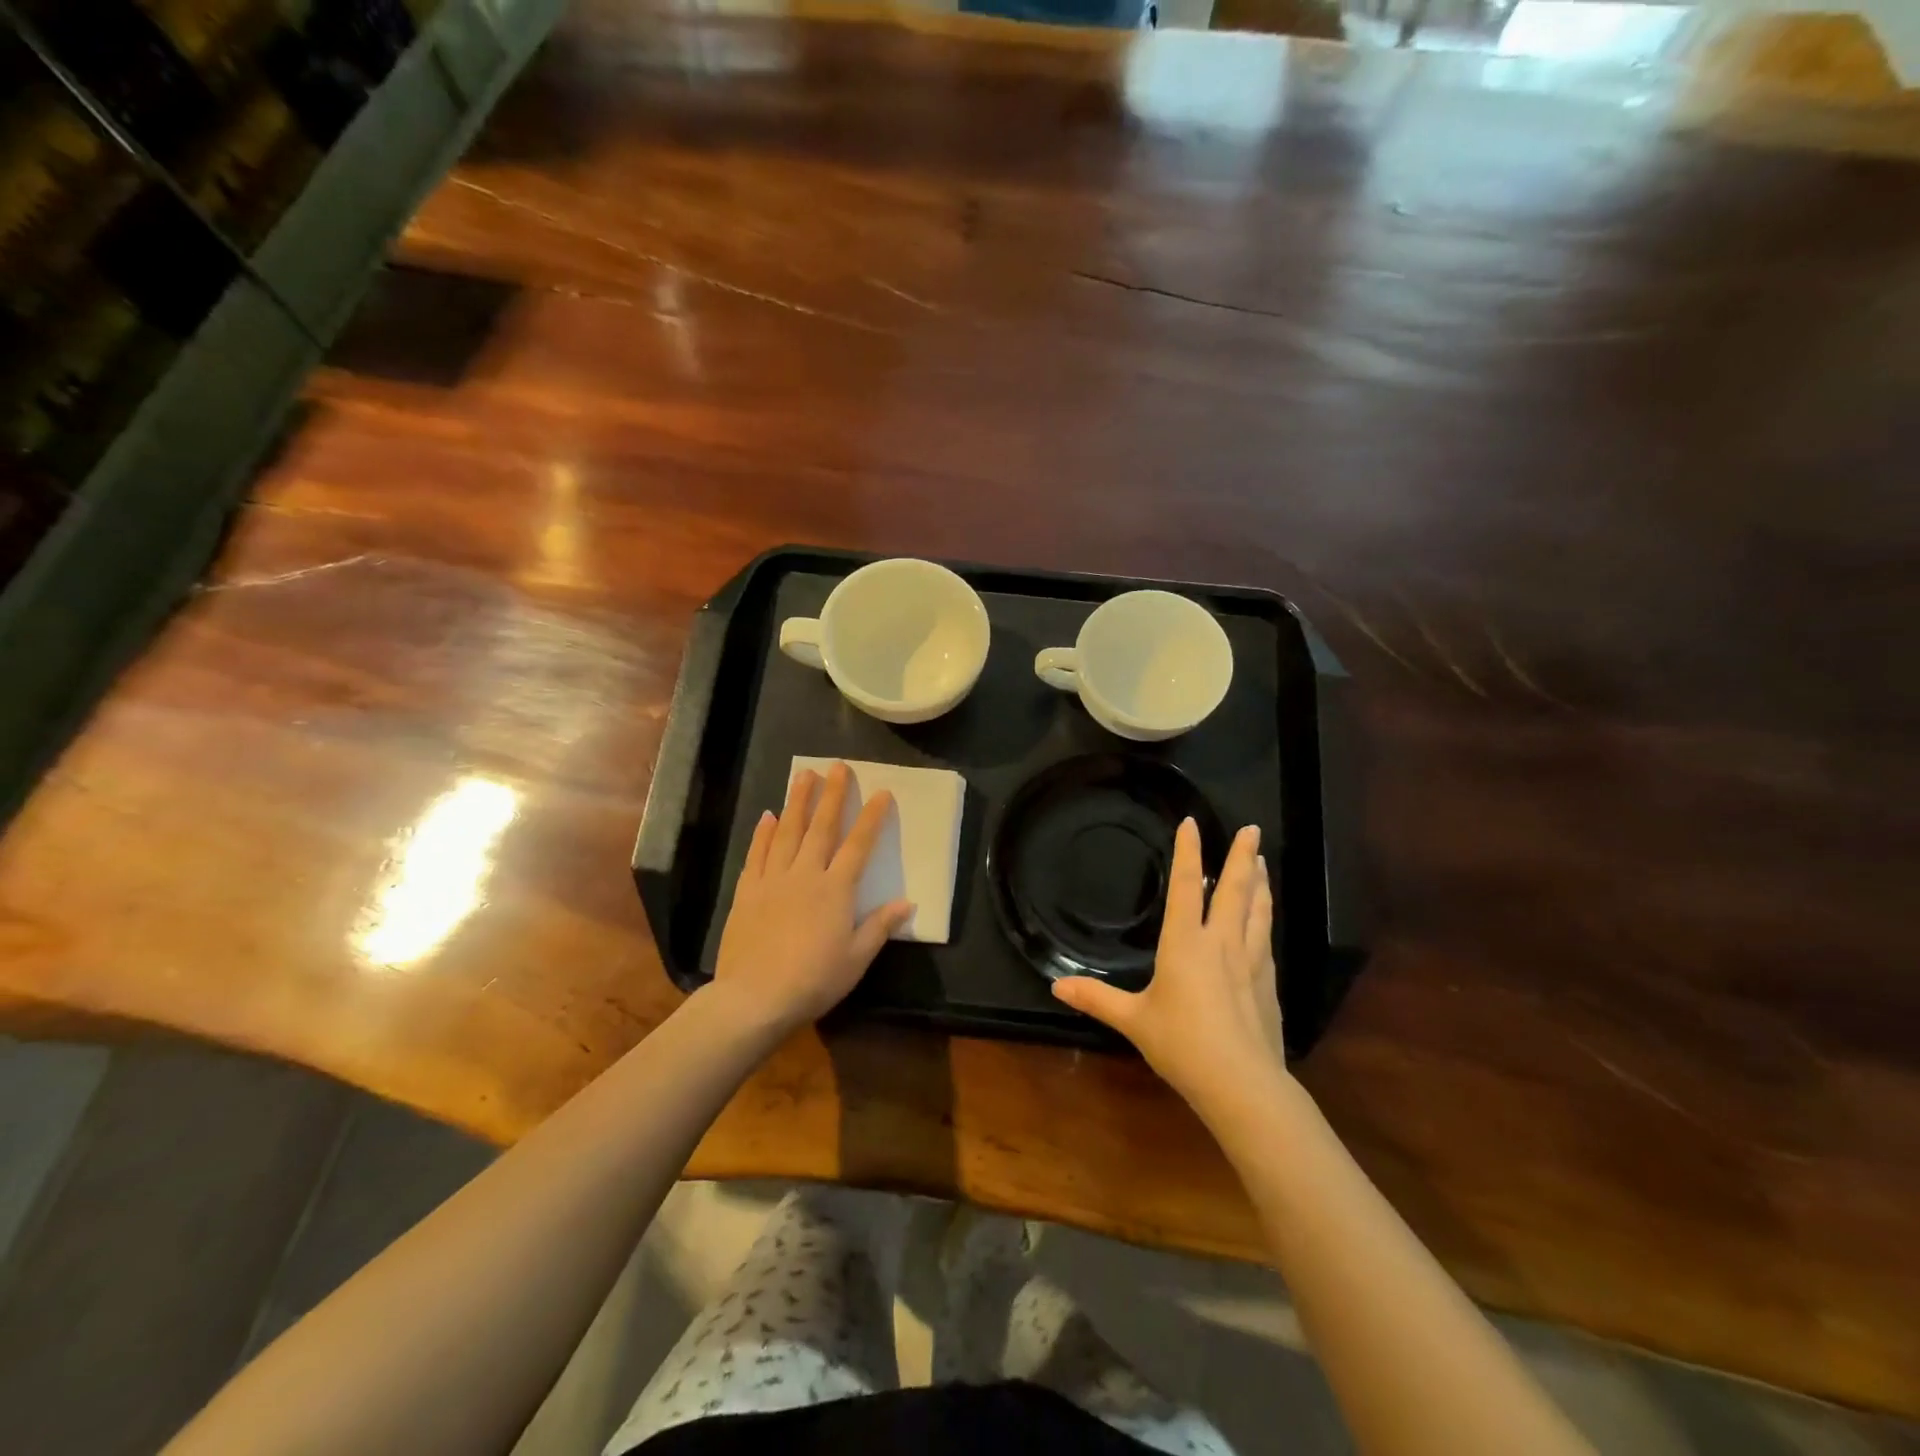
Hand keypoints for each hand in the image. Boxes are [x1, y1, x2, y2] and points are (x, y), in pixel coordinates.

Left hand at [709, 762, 912, 1034]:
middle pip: (821, 828)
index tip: (881, 792)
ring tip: (803, 775)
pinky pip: (757, 854)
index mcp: (836, 890)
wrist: (754, 998)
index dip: (871, 817)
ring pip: (787, 832)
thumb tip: (908, 902)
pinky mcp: (747, 891)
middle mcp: (805, 875)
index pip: (859, 845)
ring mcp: (773, 880)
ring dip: (797, 802)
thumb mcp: (856, 959)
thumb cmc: (814, 980)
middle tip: (836, 766)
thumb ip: (880, 926)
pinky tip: (768, 816)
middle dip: (831, 795)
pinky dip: (763, 833)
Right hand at [1052, 820, 1285, 1116]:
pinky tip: (1266, 918)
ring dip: (1259, 882)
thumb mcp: (1133, 1020)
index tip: (1192, 824)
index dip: (1188, 853)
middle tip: (1252, 829)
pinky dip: (1265, 918)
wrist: (1242, 1083)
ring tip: (1262, 862)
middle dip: (1242, 856)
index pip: (1186, 886)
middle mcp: (1221, 943)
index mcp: (1185, 944)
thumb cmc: (1181, 1044)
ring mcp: (1250, 961)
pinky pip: (1266, 938)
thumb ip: (1096, 999)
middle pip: (1234, 889)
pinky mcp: (1267, 983)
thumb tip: (1055, 987)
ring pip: (1258, 910)